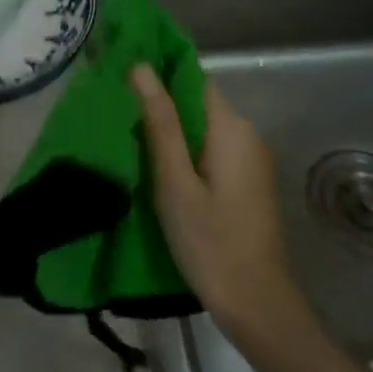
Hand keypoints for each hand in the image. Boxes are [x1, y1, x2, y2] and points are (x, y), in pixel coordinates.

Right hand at [131, 65, 313, 343]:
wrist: (256, 303)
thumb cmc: (210, 241)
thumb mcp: (175, 182)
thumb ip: (160, 124)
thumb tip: (141, 68)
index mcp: (231, 128)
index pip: (193, 79)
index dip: (158, 74)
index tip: (121, 79)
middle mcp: (247, 134)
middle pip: (197, 104)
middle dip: (159, 106)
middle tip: (116, 117)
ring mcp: (250, 160)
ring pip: (202, 129)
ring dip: (170, 132)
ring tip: (128, 142)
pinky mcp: (246, 182)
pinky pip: (211, 151)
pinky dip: (185, 153)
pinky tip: (158, 171)